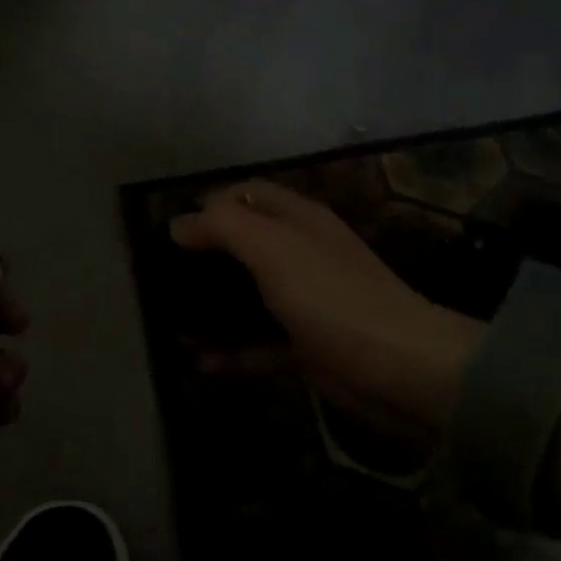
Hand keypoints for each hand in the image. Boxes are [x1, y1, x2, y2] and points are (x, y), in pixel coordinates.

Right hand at [169, 182, 483, 451]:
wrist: (397, 367)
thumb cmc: (329, 295)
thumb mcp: (271, 247)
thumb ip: (222, 226)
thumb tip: (178, 224)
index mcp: (298, 219)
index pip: (247, 194)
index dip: (209, 204)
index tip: (172, 232)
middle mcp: (300, 253)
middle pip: (243, 246)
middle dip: (203, 261)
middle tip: (163, 280)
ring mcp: (303, 301)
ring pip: (246, 297)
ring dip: (210, 311)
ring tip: (171, 325)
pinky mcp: (304, 344)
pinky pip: (257, 342)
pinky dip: (230, 351)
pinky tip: (200, 362)